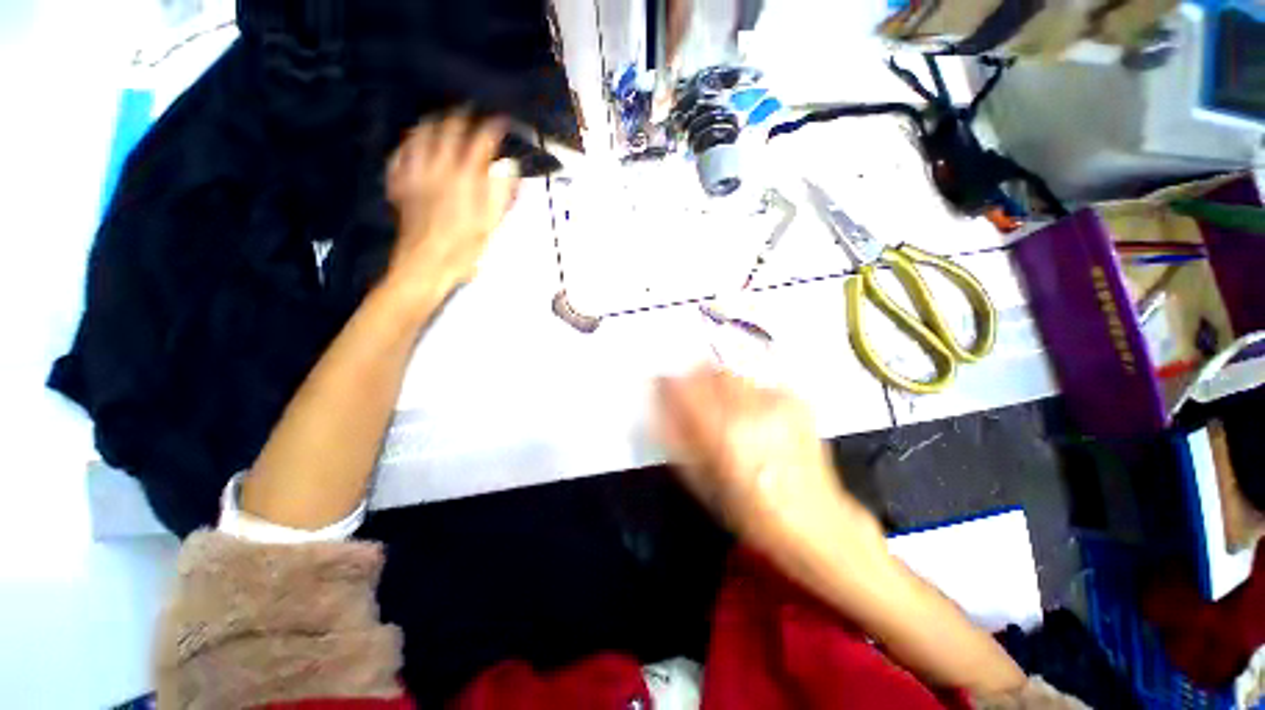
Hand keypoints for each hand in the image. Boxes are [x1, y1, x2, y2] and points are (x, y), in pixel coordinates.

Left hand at [383, 112, 518, 307]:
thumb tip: (509, 167)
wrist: (426, 264)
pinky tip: (411, 144)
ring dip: (432, 123)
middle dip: (461, 116)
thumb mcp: (491, 225)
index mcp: (466, 179)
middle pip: (448, 129)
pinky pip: (400, 154)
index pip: (481, 141)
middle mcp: (439, 168)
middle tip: (470, 112)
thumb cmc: (464, 249)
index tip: (500, 121)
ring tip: (440, 119)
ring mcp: (415, 173)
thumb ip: (500, 193)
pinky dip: (407, 144)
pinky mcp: (400, 184)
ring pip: (421, 135)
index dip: (492, 127)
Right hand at [655, 365, 883, 563]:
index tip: (661, 384)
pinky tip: (754, 417)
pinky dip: (746, 392)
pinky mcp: (796, 399)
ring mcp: (777, 401)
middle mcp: (751, 409)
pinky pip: (756, 382)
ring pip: (732, 372)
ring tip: (727, 410)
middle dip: (693, 376)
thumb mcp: (702, 481)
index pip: (683, 386)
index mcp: (724, 434)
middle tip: (694, 398)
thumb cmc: (749, 510)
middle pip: (708, 368)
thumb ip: (675, 437)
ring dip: (719, 383)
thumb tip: (657, 403)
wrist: (815, 519)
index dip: (667, 381)